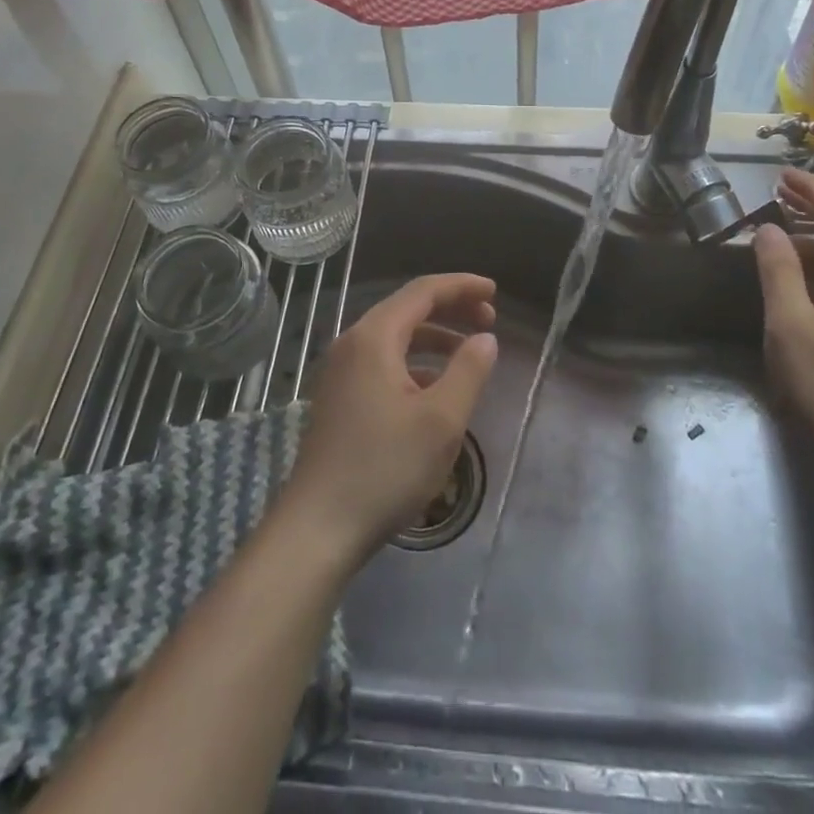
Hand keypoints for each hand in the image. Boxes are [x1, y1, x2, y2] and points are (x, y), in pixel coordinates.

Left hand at [281, 274, 499, 562]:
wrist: (318, 527)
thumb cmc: (385, 468)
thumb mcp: (441, 420)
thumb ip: (468, 371)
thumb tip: (485, 338)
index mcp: (374, 337)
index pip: (423, 291)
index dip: (461, 286)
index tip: (494, 291)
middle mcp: (352, 343)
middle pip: (407, 308)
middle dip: (450, 308)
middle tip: (488, 319)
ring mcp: (340, 371)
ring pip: (394, 336)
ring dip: (433, 336)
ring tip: (468, 352)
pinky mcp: (338, 396)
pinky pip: (382, 360)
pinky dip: (414, 360)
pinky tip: (434, 386)